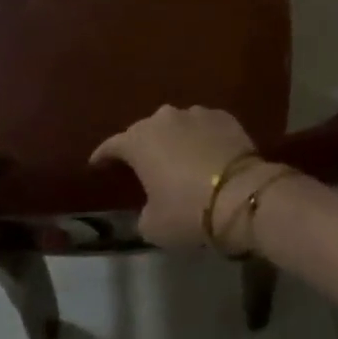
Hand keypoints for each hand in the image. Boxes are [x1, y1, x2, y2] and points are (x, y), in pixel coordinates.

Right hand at [90, 105, 275, 249]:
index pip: (113, 145)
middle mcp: (165, 118)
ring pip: (178, 125)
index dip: (103, 155)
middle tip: (144, 165)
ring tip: (179, 159)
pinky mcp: (224, 116)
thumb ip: (144, 210)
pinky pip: (205, 127)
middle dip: (143, 146)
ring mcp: (197, 113)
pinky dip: (202, 138)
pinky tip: (207, 154)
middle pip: (147, 130)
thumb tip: (151, 205)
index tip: (97, 163)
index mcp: (140, 140)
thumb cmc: (187, 210)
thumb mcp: (153, 225)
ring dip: (175, 140)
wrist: (240, 194)